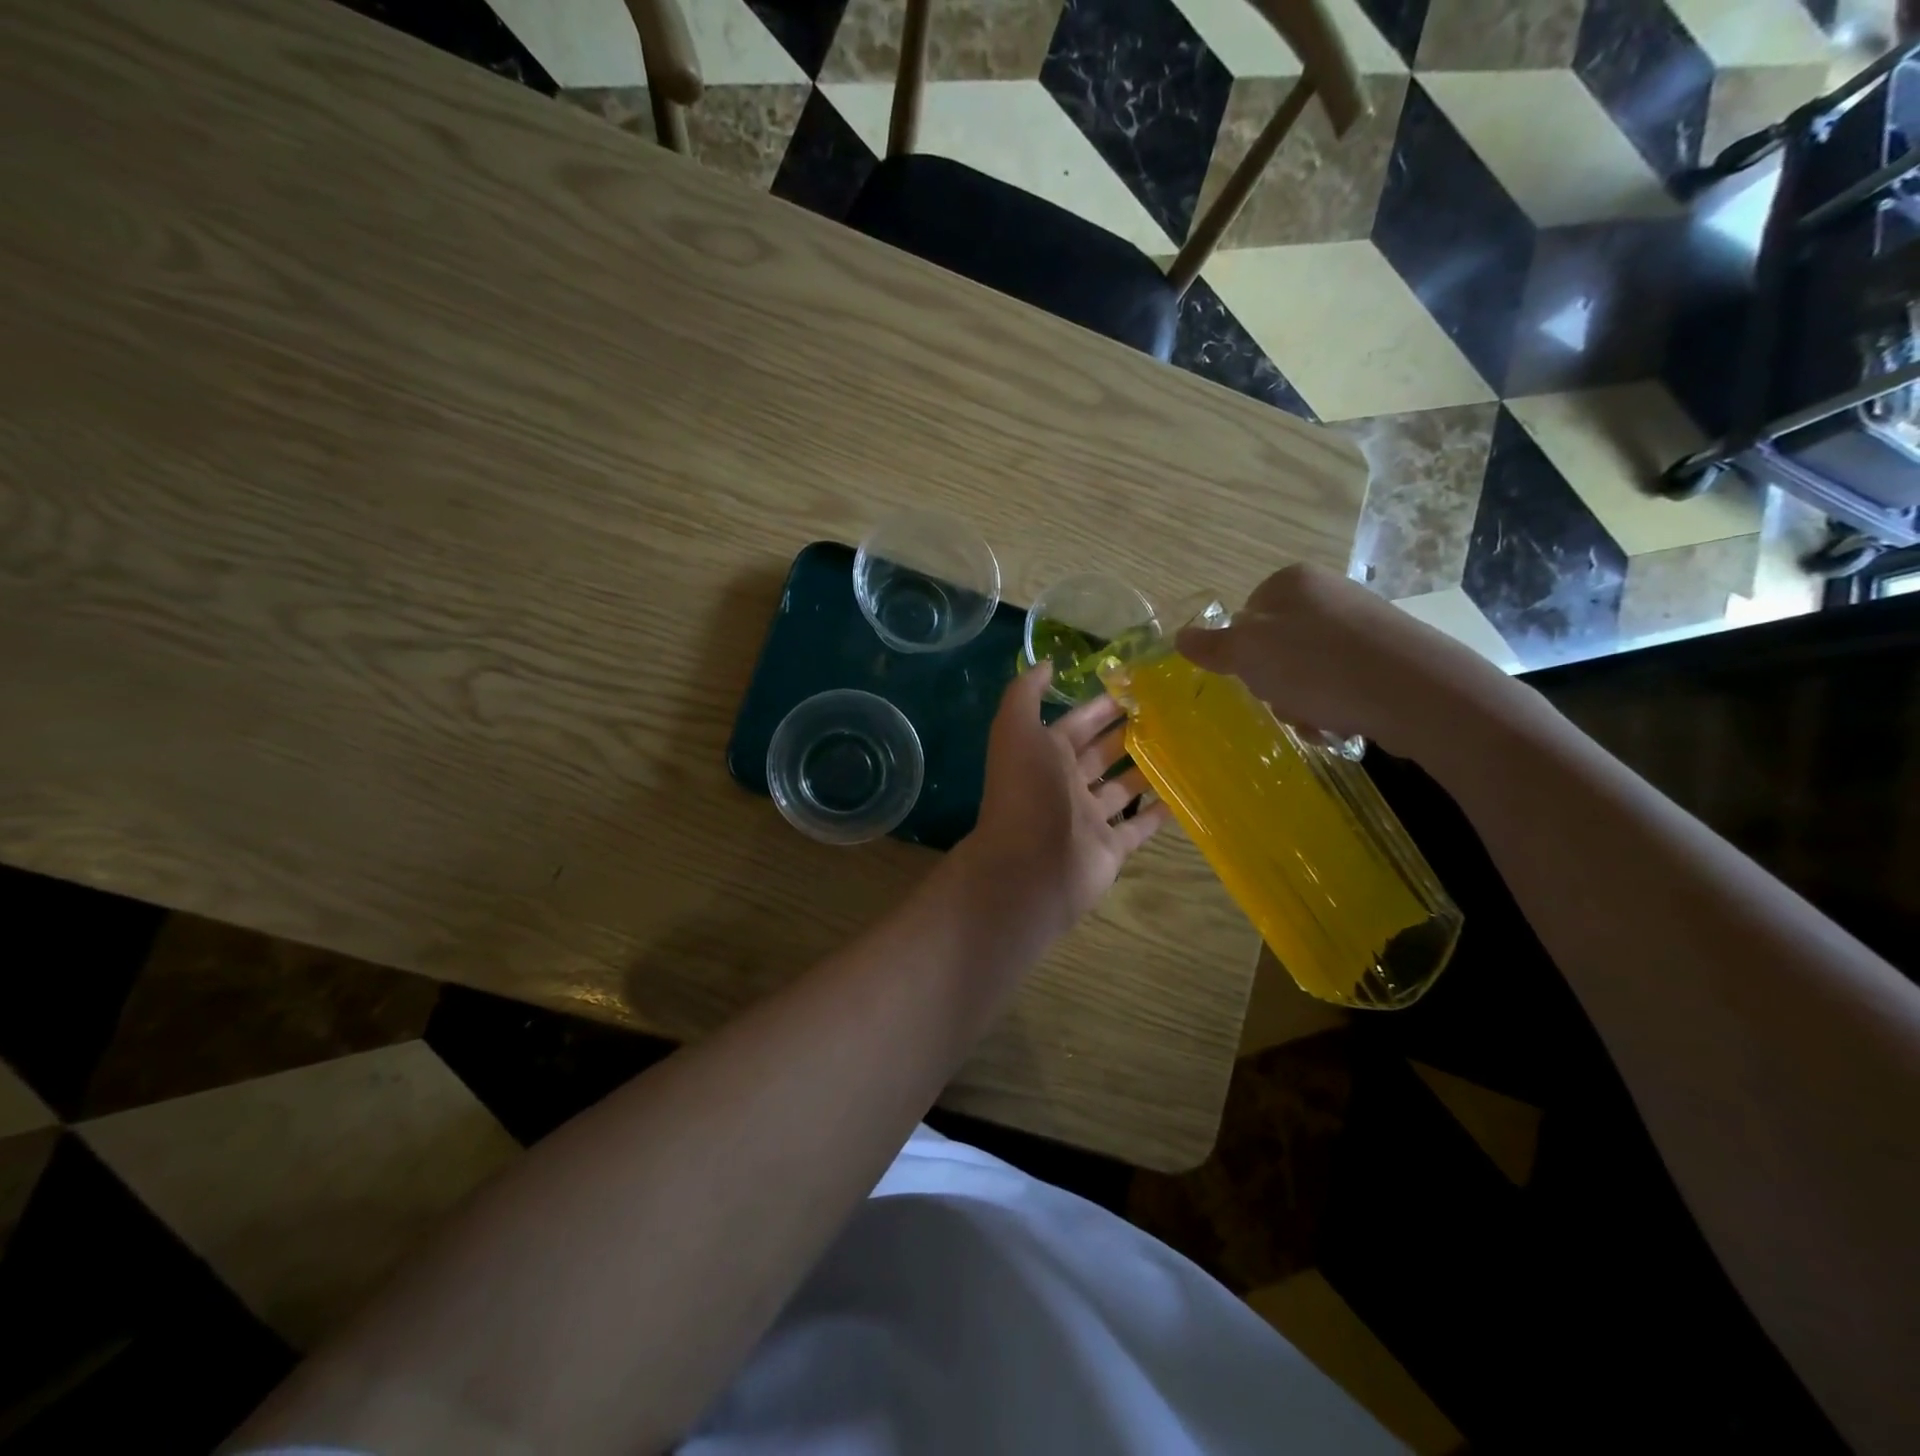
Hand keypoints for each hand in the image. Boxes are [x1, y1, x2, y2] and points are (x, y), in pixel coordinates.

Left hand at [958, 665, 1169, 940]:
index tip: (1139, 687)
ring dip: (1147, 769)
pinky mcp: (1110, 848)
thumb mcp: (1016, 731)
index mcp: (1044, 755)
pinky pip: (1138, 827)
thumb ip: (1026, 694)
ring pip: (1122, 788)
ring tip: (1185, 747)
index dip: (1102, 706)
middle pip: (1102, 752)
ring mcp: (1088, 818)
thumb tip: (1046, 663)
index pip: (1078, 723)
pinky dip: (1158, 813)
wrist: (1030, 867)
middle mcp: (1065, 784)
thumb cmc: (1026, 792)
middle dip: (1129, 733)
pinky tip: (1185, 793)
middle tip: (1172, 713)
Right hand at [1174, 563, 1505, 754]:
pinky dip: (1334, 705)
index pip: (1243, 619)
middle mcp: (1327, 594)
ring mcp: (1361, 623)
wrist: (1416, 692)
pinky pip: (1340, 682)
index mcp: (1290, 583)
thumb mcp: (1249, 655)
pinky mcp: (1387, 654)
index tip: (1253, 678)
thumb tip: (1179, 636)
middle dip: (1273, 683)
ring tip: (1318, 717)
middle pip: (1274, 647)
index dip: (1241, 655)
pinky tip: (1342, 721)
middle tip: (1285, 700)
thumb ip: (1212, 646)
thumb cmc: (1318, 666)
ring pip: (1305, 670)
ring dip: (1301, 701)